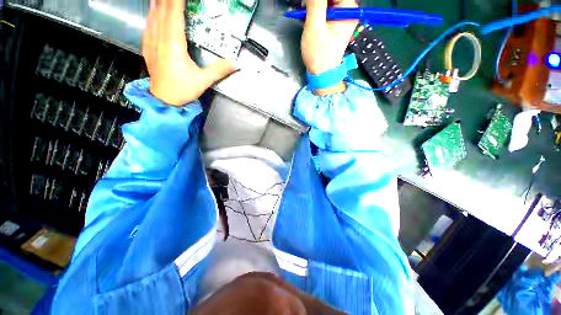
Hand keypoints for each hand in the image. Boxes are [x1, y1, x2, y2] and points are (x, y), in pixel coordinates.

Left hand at [143, 0, 236, 105]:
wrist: (163, 100)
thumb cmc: (183, 90)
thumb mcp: (203, 81)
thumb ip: (219, 70)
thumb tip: (236, 64)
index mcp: (173, 44)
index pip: (174, 14)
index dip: (177, 1)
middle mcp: (159, 38)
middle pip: (162, 10)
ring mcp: (151, 41)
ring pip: (153, 14)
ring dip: (159, 3)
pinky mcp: (147, 46)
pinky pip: (148, 24)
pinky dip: (153, 13)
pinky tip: (154, 9)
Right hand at [301, 0, 358, 94]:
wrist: (322, 74)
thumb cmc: (318, 53)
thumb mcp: (314, 26)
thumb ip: (315, 3)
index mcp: (348, 9)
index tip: (308, 3)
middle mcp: (349, 10)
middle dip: (317, 1)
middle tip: (304, 6)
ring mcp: (343, 18)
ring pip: (329, 2)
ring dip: (316, 4)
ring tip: (305, 12)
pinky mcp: (337, 24)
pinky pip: (328, 10)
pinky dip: (318, 11)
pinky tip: (310, 16)